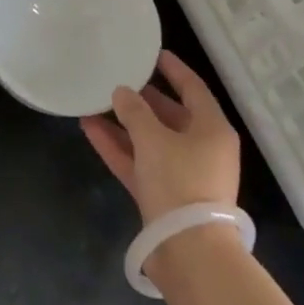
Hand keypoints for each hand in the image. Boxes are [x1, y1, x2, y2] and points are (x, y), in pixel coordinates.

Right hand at [80, 51, 239, 226]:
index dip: (174, 70)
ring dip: (124, 124)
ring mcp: (181, 174)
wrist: (187, 249)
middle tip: (119, 79)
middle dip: (144, 99)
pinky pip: (139, 162)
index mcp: (212, 129)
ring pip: (150, 140)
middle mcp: (201, 148)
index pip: (194, 89)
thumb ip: (135, 112)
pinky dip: (118, 147)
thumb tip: (123, 92)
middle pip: (171, 115)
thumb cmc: (180, 182)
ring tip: (95, 102)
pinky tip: (90, 129)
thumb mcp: (154, 140)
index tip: (154, 54)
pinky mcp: (162, 195)